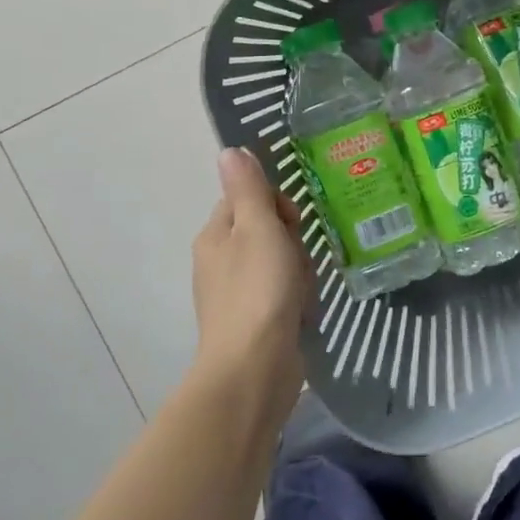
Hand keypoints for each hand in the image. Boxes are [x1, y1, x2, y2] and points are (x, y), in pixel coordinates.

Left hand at [191, 150, 310, 404]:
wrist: (254, 369)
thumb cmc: (258, 290)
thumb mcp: (257, 227)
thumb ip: (248, 188)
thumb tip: (229, 150)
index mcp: (215, 235)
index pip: (247, 198)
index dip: (275, 204)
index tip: (290, 221)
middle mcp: (220, 261)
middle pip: (266, 230)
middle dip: (292, 240)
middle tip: (298, 259)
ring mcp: (237, 294)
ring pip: (280, 262)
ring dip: (299, 271)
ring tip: (304, 288)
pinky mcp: (255, 322)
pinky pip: (283, 294)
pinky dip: (297, 298)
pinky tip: (304, 310)